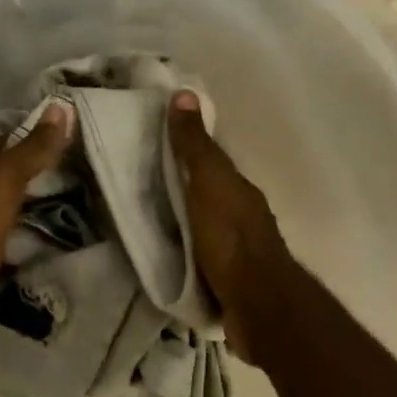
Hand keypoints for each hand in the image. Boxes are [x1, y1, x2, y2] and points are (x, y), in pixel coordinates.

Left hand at [0, 101, 73, 364]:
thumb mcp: (4, 182)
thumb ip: (31, 150)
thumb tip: (59, 107)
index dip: (16, 138)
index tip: (49, 136)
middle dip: (17, 178)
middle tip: (57, 178)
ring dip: (15, 214)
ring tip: (53, 216)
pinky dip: (14, 249)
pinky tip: (35, 254)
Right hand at [168, 90, 293, 362]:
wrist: (255, 303)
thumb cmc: (230, 237)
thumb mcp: (209, 183)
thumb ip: (195, 146)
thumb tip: (183, 93)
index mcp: (238, 190)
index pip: (211, 163)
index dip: (186, 153)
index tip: (154, 146)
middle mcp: (242, 216)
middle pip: (208, 196)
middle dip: (182, 190)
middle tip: (141, 186)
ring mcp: (237, 251)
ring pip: (205, 227)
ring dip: (184, 224)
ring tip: (148, 222)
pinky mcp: (226, 281)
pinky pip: (200, 257)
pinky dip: (185, 252)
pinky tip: (166, 255)